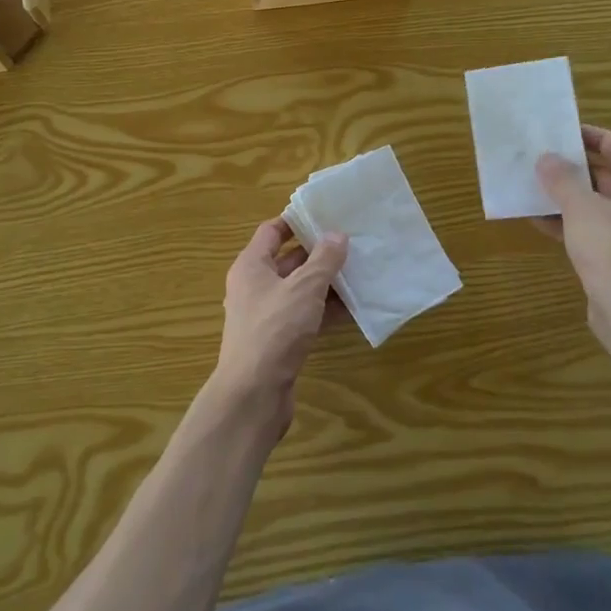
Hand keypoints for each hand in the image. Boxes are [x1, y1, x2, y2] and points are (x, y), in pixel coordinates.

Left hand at [213, 219, 348, 435]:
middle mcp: (254, 287)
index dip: (296, 222)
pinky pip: (303, 316)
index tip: (326, 215)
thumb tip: (337, 235)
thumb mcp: (304, 288)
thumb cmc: (275, 330)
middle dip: (318, 253)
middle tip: (352, 243)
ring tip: (358, 272)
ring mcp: (265, 316)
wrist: (253, 394)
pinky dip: (323, 310)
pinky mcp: (277, 341)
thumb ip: (323, 260)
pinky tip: (352, 308)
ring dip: (324, 283)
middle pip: (287, 260)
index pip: (272, 231)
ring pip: (298, 290)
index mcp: (251, 266)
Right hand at [535, 126, 610, 340]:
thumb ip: (563, 179)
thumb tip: (547, 158)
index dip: (598, 138)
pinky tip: (541, 221)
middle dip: (579, 169)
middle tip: (548, 158)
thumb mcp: (582, 208)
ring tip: (538, 186)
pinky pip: (597, 231)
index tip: (569, 132)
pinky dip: (573, 224)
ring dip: (571, 197)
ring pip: (602, 206)